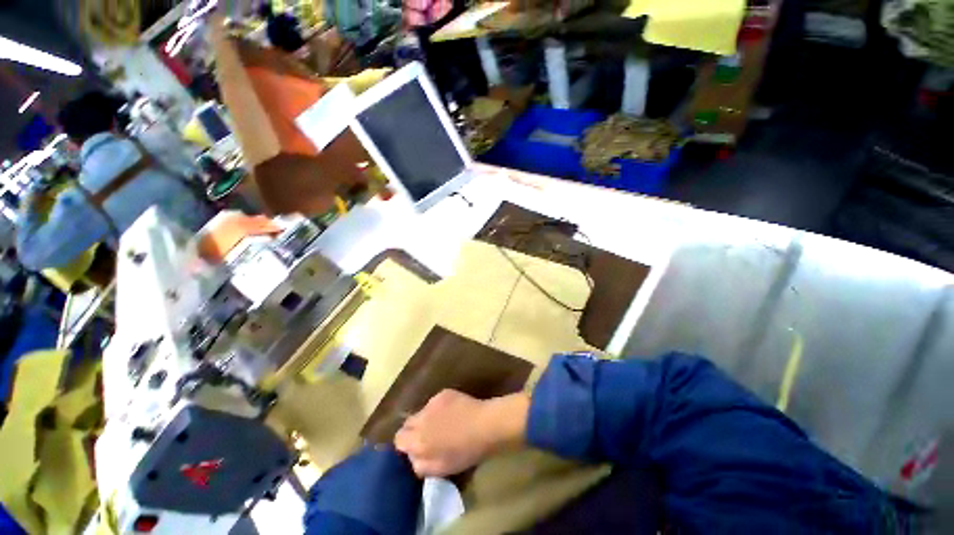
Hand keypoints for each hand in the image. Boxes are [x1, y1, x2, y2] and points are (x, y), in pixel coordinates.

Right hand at [394, 390, 529, 477]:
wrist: (485, 425)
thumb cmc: (465, 451)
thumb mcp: (441, 469)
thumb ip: (420, 465)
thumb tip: (412, 457)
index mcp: (418, 441)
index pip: (399, 439)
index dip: (405, 444)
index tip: (416, 448)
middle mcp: (420, 419)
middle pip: (407, 423)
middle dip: (414, 430)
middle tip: (428, 436)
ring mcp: (432, 403)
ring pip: (422, 412)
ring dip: (427, 418)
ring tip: (443, 423)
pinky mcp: (443, 393)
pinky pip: (434, 403)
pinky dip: (438, 408)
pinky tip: (453, 412)